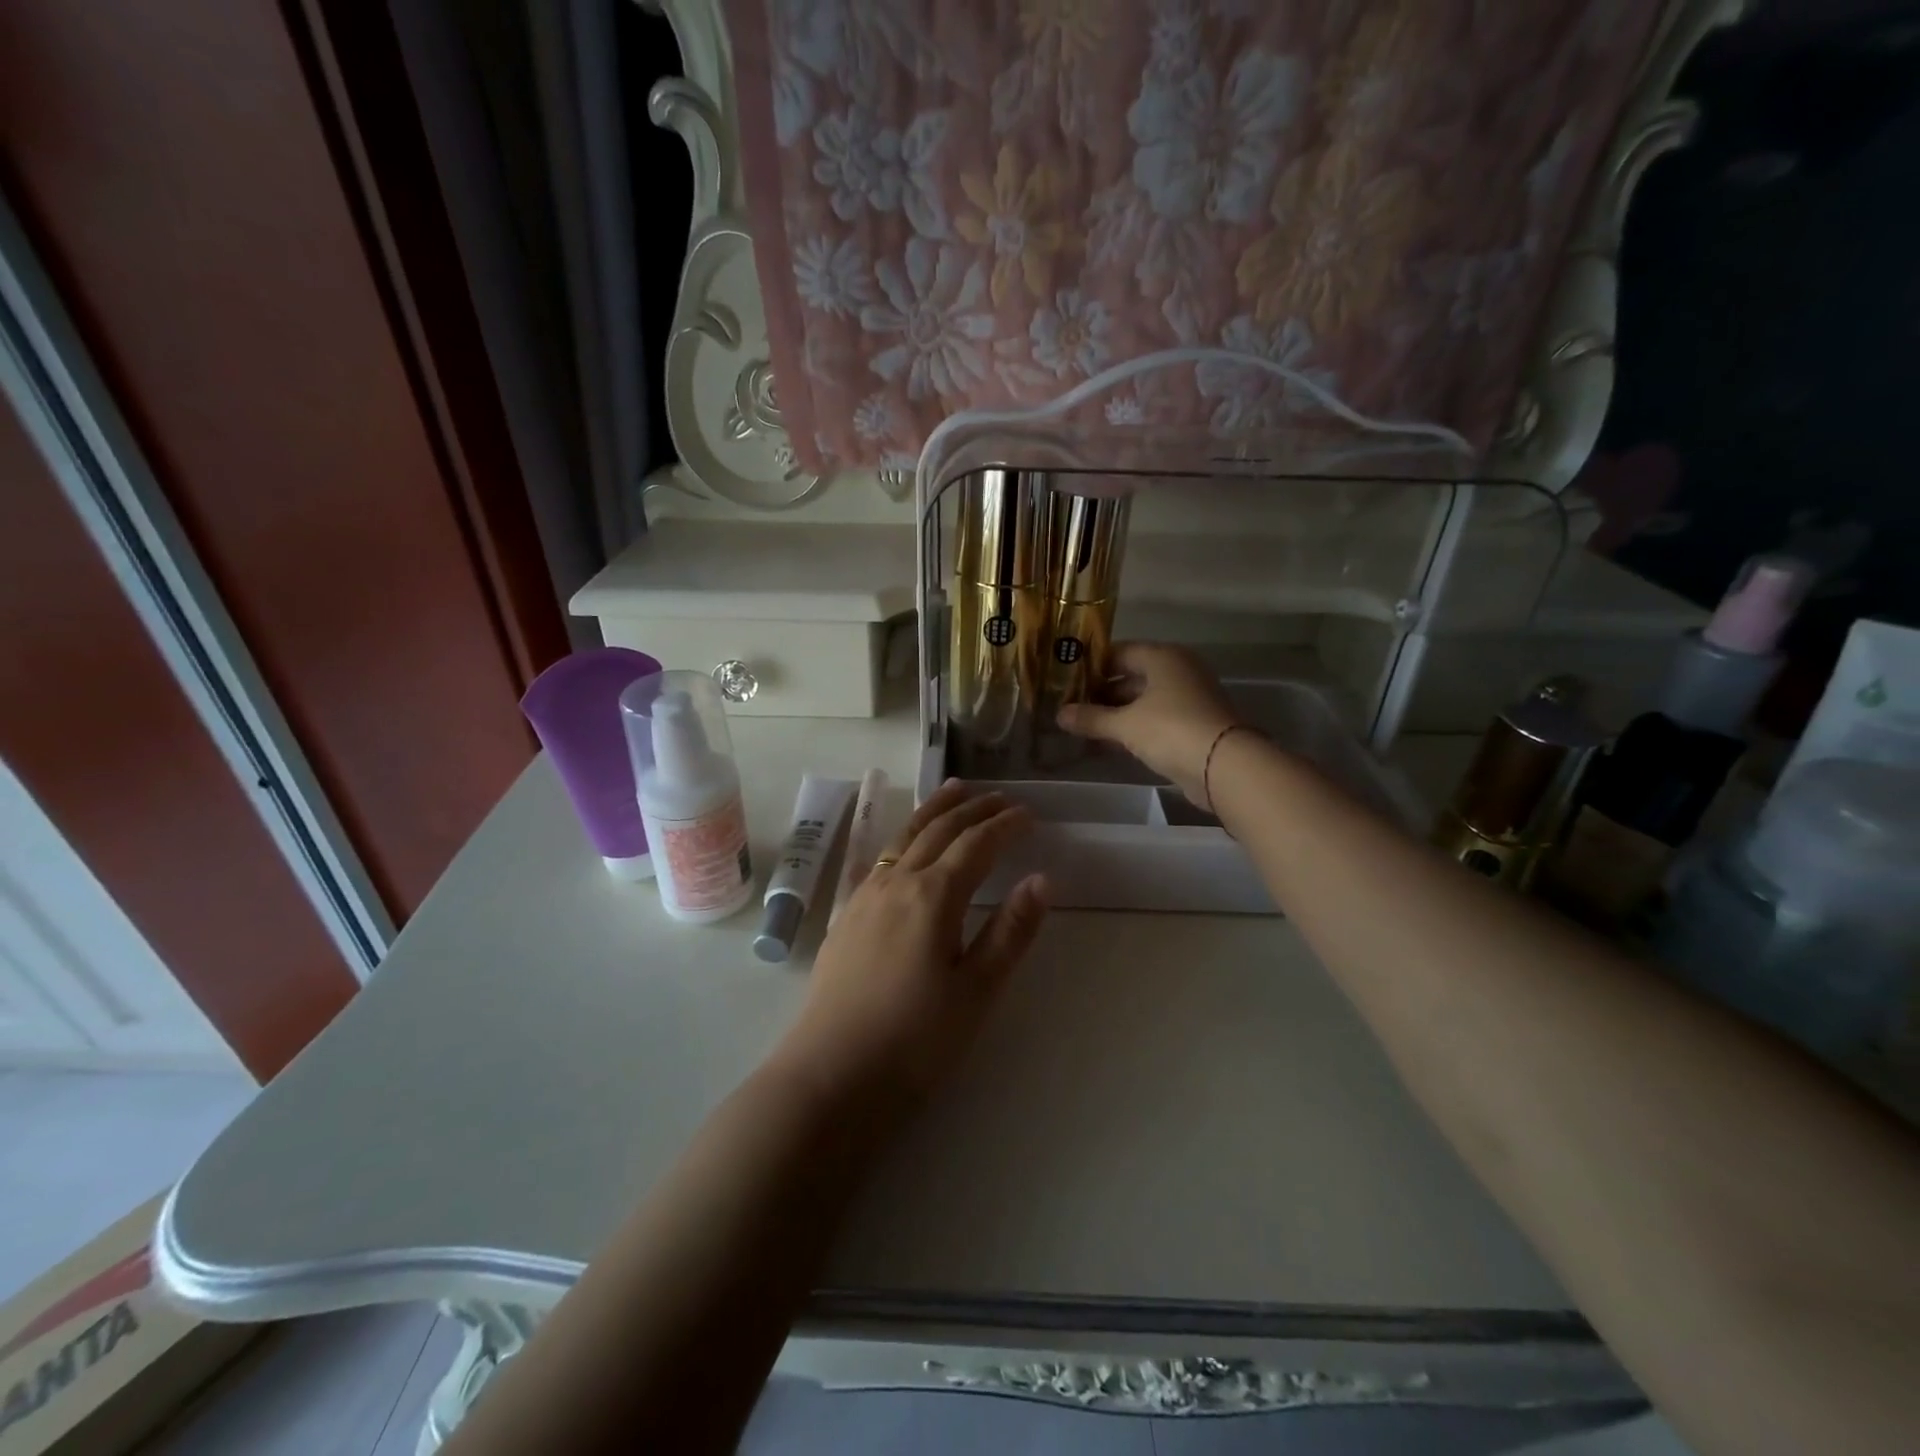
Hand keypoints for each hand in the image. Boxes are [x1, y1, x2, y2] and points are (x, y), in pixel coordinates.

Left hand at [773, 781, 1049, 1106]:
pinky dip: (907, 834)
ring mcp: (866, 895)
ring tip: (955, 790)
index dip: (1005, 826)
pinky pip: (884, 855)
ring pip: (905, 835)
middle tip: (1001, 797)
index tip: (1030, 815)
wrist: (832, 1074)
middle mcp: (897, 882)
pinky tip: (909, 842)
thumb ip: (1009, 931)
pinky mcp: (848, 914)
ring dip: (935, 810)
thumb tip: (1041, 879)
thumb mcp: (976, 990)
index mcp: (933, 896)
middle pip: (939, 829)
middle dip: (973, 809)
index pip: (977, 845)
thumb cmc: (915, 1039)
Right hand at [1058, 643, 1240, 808]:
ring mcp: (1188, 699)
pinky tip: (1107, 743)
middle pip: (1131, 677)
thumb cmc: (1171, 729)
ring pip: (1142, 701)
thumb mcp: (1125, 724)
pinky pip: (1154, 720)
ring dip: (1114, 714)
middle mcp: (1177, 671)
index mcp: (1163, 657)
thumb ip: (1091, 718)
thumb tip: (1059, 714)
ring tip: (1081, 727)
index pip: (1119, 652)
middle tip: (1069, 707)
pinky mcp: (1192, 725)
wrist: (1224, 766)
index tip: (1065, 680)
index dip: (1091, 665)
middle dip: (1100, 694)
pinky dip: (1132, 729)